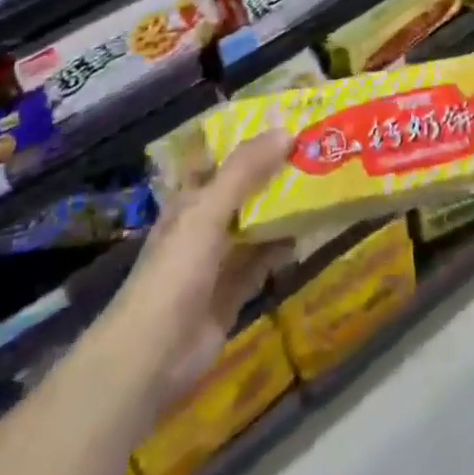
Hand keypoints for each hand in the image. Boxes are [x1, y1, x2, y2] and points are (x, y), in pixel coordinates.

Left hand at [95, 130, 294, 412]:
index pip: (222, 157)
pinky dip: (283, 247)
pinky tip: (308, 232)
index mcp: (192, 196)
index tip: (286, 119)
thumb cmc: (175, 269)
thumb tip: (287, 131)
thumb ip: (246, 170)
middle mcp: (205, 221)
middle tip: (315, 149)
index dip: (249, 138)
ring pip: (256, 223)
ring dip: (282, 208)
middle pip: (244, 188)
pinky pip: (263, 260)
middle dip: (274, 171)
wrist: (153, 355)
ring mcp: (219, 257)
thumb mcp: (208, 209)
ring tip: (320, 184)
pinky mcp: (234, 290)